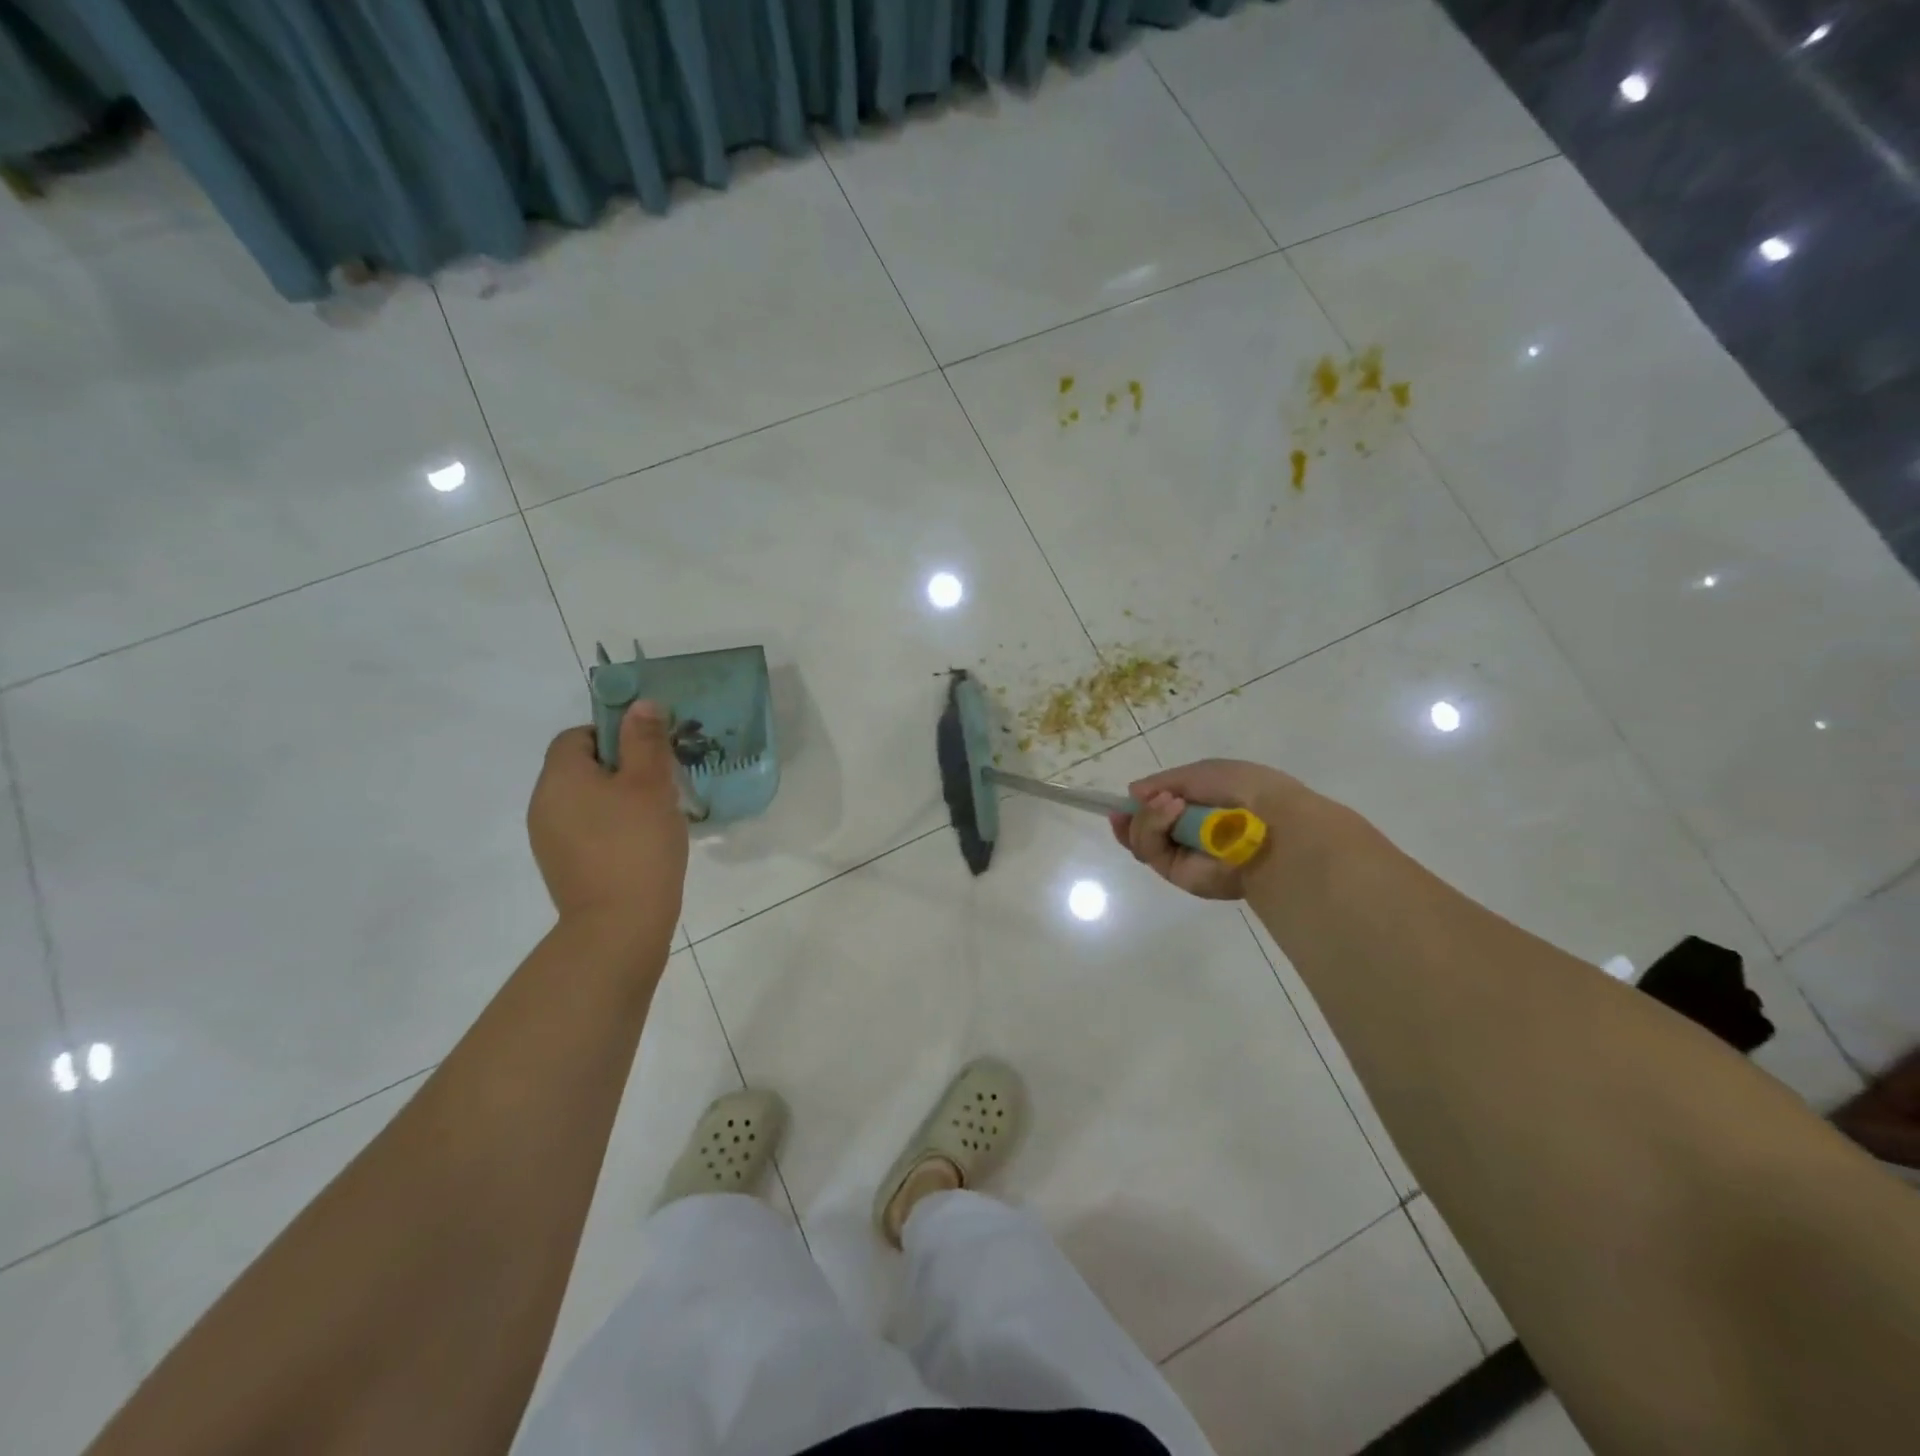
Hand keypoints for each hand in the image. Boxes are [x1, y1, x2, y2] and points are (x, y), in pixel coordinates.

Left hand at [528, 701, 688, 933]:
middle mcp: (543, 803)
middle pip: (581, 767)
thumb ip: (645, 740)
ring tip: (655, 816)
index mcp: (559, 777)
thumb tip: (640, 704)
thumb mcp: (650, 784)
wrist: (619, 925)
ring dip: (618, 799)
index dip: (614, 735)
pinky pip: (586, 829)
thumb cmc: (636, 845)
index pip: (577, 736)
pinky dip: (611, 827)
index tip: (649, 754)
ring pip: (585, 800)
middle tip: (661, 783)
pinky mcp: (562, 866)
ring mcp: (549, 839)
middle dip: (621, 768)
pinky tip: (641, 845)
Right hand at [1109, 758, 1310, 899]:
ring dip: (1146, 817)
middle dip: (1135, 815)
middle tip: (1141, 802)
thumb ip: (1165, 781)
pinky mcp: (1179, 874)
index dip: (1138, 807)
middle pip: (1142, 830)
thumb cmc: (1244, 790)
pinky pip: (1150, 852)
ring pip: (1141, 840)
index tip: (1124, 800)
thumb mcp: (1202, 772)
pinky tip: (1172, 811)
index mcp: (1199, 811)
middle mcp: (1188, 836)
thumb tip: (1133, 793)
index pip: (1158, 813)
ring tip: (1171, 803)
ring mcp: (1183, 857)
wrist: (1272, 824)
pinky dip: (1152, 827)